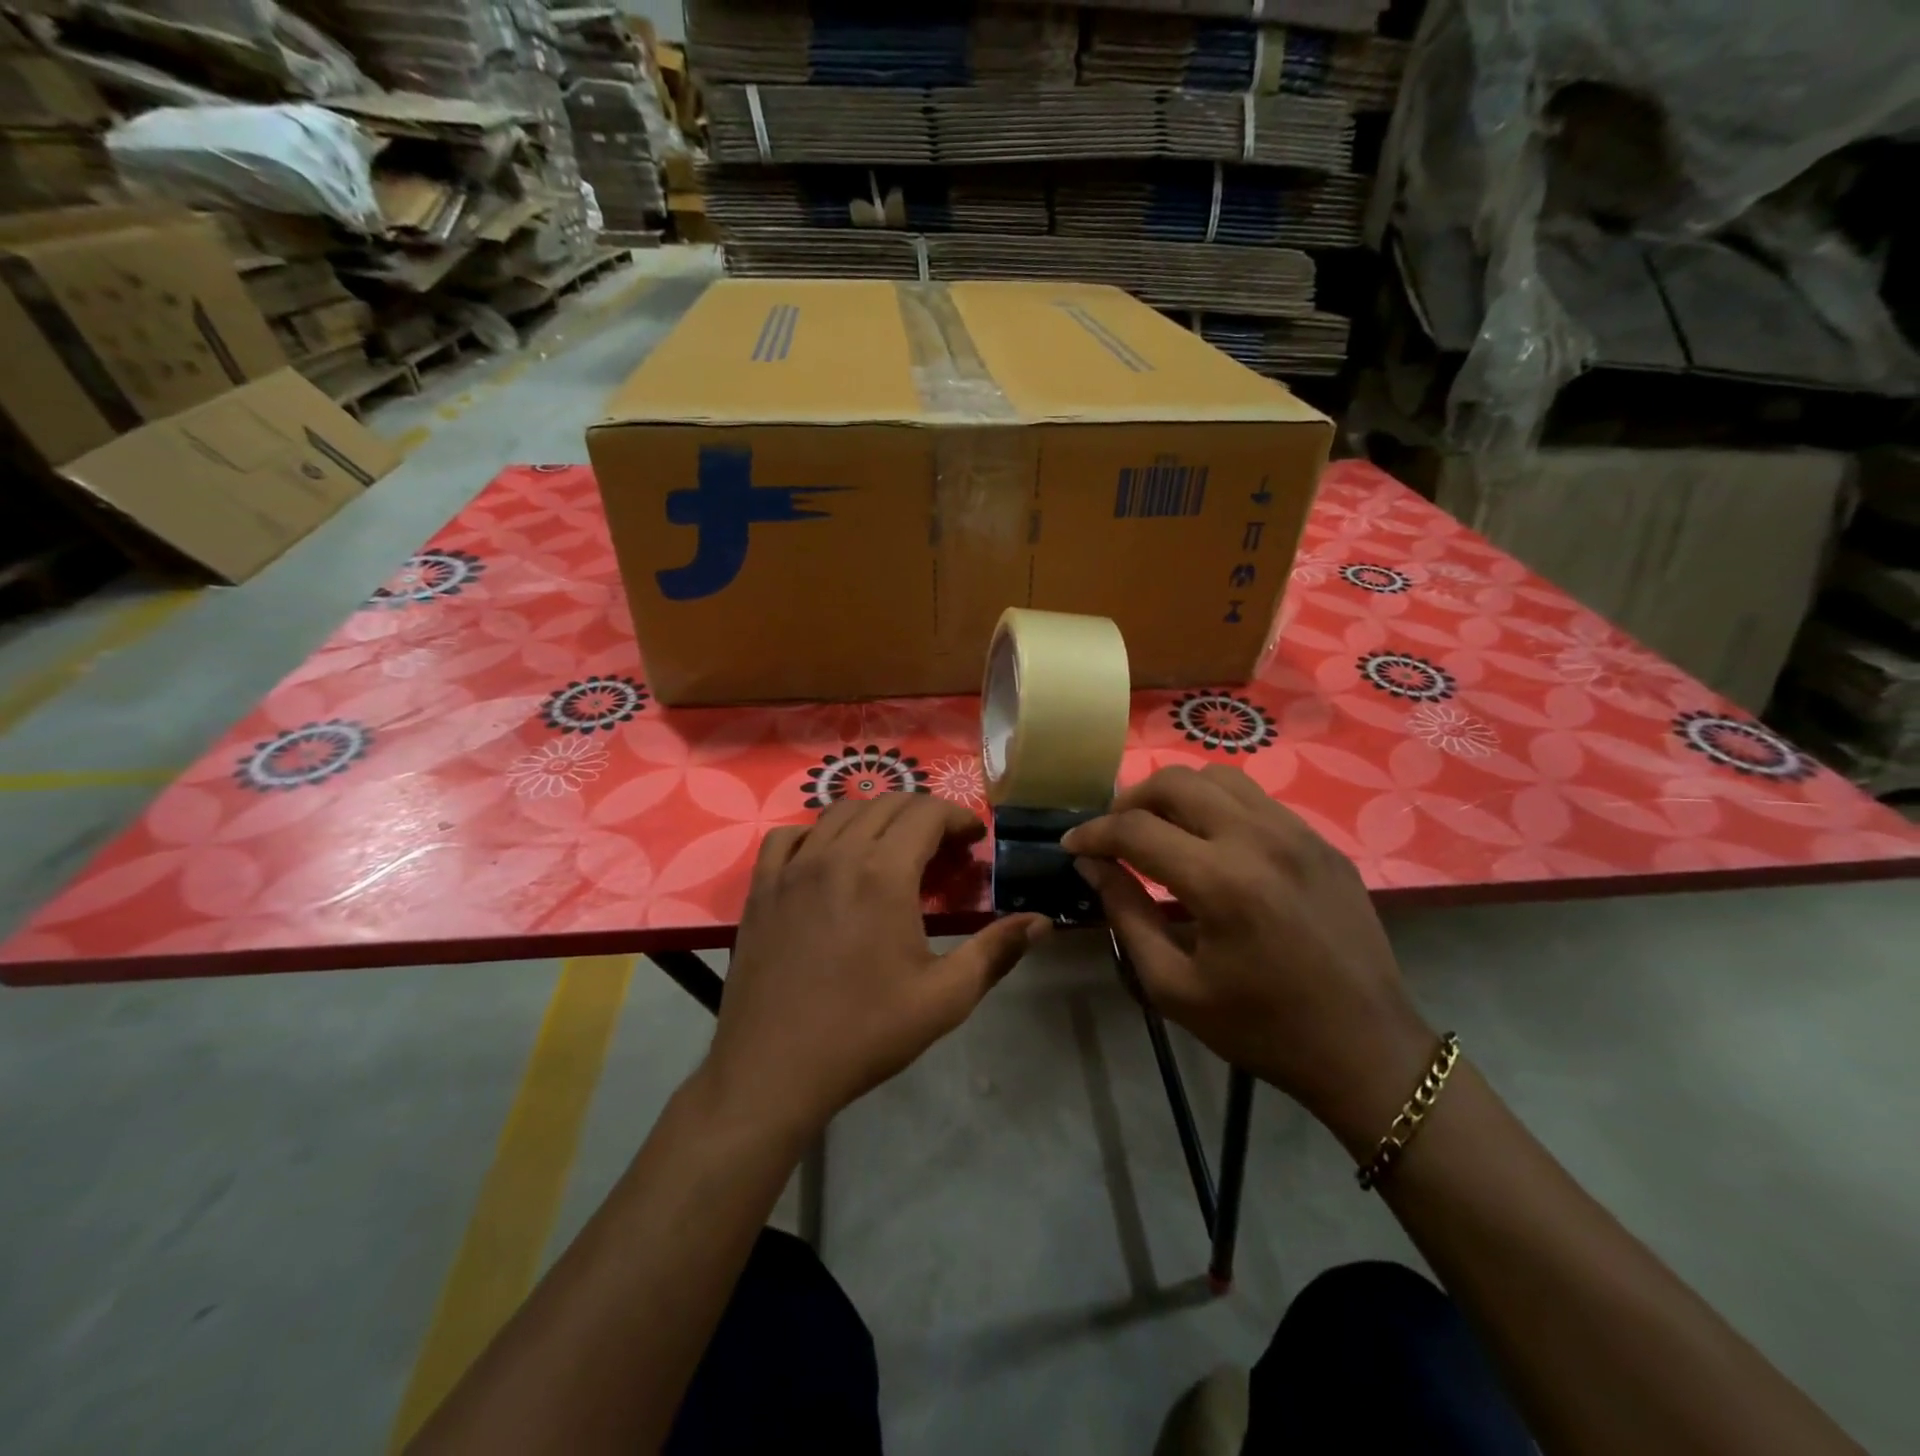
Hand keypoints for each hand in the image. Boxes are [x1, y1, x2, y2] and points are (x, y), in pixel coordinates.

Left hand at [702, 794, 1049, 1139]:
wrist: (772, 1070)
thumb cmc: (865, 1032)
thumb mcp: (944, 998)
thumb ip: (996, 952)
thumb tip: (1043, 922)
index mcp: (883, 874)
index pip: (927, 813)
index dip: (958, 817)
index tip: (974, 840)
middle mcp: (836, 855)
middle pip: (886, 804)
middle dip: (923, 813)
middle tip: (943, 846)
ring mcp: (792, 869)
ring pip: (839, 812)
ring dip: (875, 817)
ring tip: (893, 847)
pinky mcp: (761, 889)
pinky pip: (788, 837)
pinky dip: (817, 834)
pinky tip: (827, 858)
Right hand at [1063, 765, 1436, 1152]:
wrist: (1366, 1049)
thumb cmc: (1261, 1028)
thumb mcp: (1174, 986)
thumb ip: (1126, 914)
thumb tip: (1094, 865)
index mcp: (1221, 882)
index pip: (1136, 829)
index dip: (1093, 833)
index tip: (1072, 845)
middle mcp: (1259, 839)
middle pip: (1176, 782)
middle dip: (1130, 801)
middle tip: (1114, 834)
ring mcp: (1298, 833)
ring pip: (1218, 778)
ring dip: (1176, 795)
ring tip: (1160, 829)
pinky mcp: (1321, 842)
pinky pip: (1256, 800)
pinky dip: (1217, 808)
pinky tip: (1211, 844)